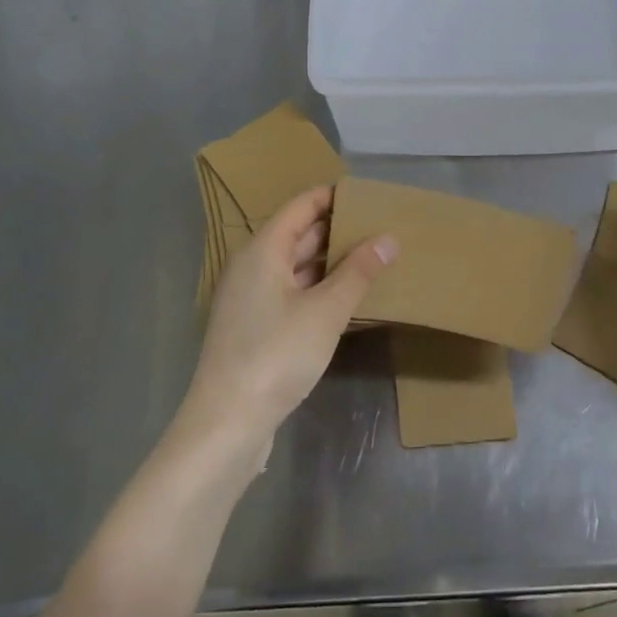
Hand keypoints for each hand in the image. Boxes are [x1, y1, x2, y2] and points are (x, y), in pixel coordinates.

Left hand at [177, 187, 395, 463]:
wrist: (227, 422)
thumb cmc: (276, 355)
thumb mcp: (326, 311)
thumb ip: (358, 272)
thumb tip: (389, 238)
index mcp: (262, 251)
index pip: (300, 207)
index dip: (332, 196)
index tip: (368, 194)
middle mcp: (252, 267)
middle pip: (297, 234)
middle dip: (336, 228)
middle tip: (379, 224)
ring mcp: (251, 298)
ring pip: (295, 265)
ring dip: (330, 260)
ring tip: (372, 255)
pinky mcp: (255, 327)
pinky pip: (292, 292)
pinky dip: (318, 287)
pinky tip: (348, 296)